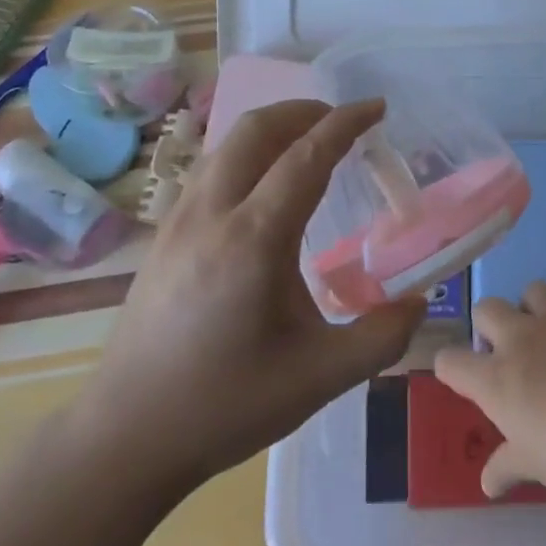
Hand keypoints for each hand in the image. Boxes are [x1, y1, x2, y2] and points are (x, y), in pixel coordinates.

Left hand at [70, 99, 424, 489]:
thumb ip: (381, 338)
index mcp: (254, 239)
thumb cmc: (225, 404)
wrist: (125, 437)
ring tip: (307, 142)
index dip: (345, 123)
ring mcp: (179, 220)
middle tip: (341, 121)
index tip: (376, 107)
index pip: (306, 156)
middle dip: (304, 110)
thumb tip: (420, 302)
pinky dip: (246, 152)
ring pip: (226, 144)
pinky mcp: (163, 234)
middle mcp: (212, 214)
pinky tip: (263, 185)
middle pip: (256, 129)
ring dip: (272, 127)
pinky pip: (209, 168)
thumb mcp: (318, 378)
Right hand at [433, 282, 545, 500]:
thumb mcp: (535, 467)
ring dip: (533, 309)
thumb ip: (507, 467)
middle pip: (487, 309)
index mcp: (496, 378)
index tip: (460, 377)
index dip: (450, 367)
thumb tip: (488, 483)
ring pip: (533, 291)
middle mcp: (521, 339)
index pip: (450, 361)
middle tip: (506, 353)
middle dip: (490, 324)